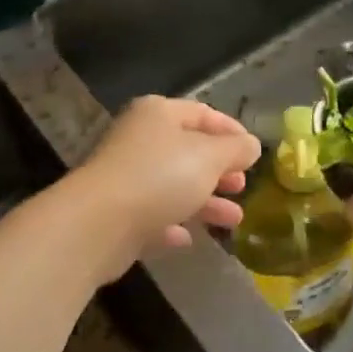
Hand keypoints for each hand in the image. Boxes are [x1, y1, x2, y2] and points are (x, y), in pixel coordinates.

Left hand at [74, 96, 260, 279]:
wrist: (98, 224)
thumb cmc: (161, 176)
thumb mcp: (210, 157)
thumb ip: (236, 150)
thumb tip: (251, 145)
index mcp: (159, 114)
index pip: (203, 113)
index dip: (231, 131)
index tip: (253, 153)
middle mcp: (140, 139)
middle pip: (188, 150)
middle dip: (220, 170)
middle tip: (241, 186)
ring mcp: (126, 176)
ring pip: (174, 185)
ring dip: (206, 202)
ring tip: (233, 220)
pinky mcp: (117, 212)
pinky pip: (153, 214)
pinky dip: (173, 223)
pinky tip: (188, 238)